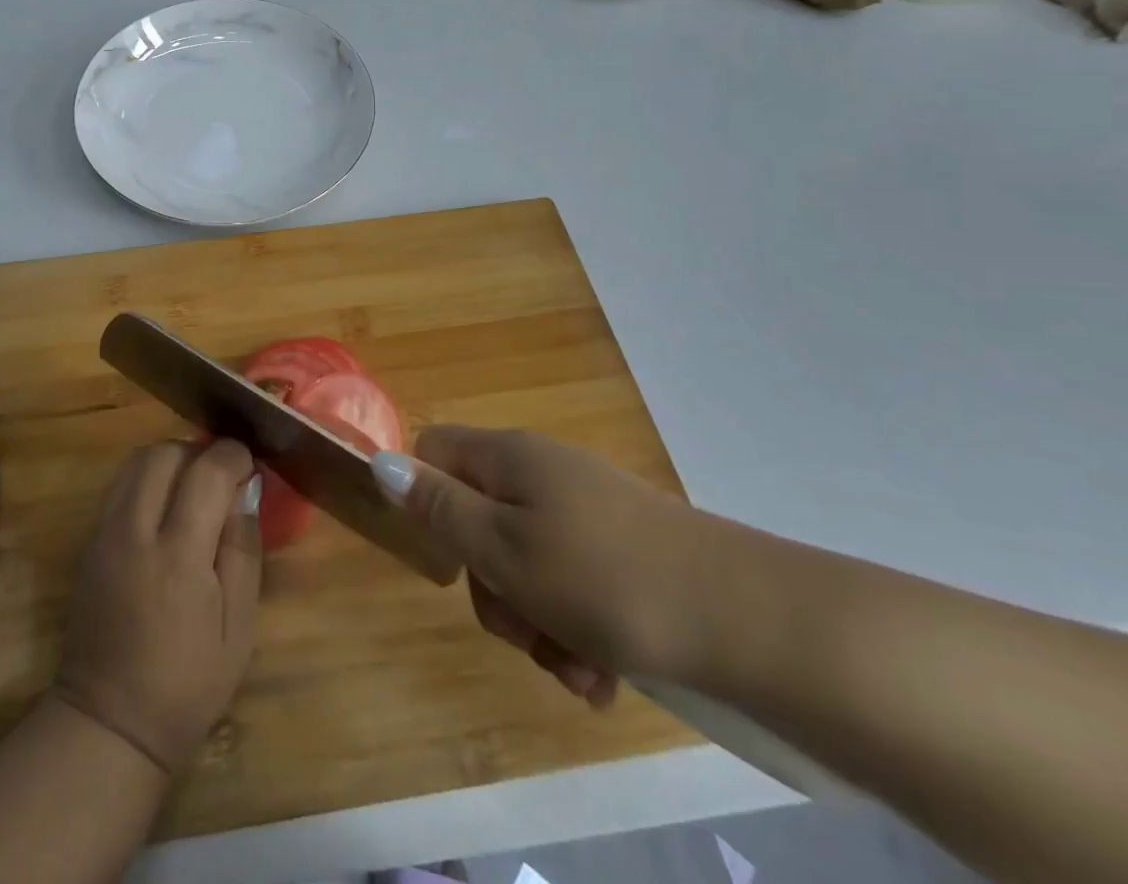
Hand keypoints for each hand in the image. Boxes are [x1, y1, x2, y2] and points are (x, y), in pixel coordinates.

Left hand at [52, 440, 262, 775]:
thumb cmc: (188, 683)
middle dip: (198, 451)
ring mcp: (103, 535)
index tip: (249, 465)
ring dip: (169, 460)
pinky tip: (163, 509)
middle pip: (164, 453)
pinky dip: (146, 479)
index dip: (233, 456)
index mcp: (178, 557)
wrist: (109, 723)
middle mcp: (134, 533)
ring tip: (191, 488)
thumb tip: (245, 490)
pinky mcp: (88, 543)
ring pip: (135, 462)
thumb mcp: (239, 626)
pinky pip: (119, 486)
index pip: (206, 472)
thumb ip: (243, 549)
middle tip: (220, 478)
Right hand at [373, 427, 705, 705]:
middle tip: (521, 629)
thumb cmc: (602, 578)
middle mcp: (543, 474)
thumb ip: (439, 507)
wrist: (746, 620)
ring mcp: (586, 513)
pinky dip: (576, 631)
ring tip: (576, 669)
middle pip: (480, 519)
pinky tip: (603, 675)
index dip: (426, 499)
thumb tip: (381, 462)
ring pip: (527, 565)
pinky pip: (573, 587)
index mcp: (508, 458)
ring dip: (537, 624)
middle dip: (492, 587)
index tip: (449, 557)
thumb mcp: (503, 548)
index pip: (435, 452)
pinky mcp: (622, 552)